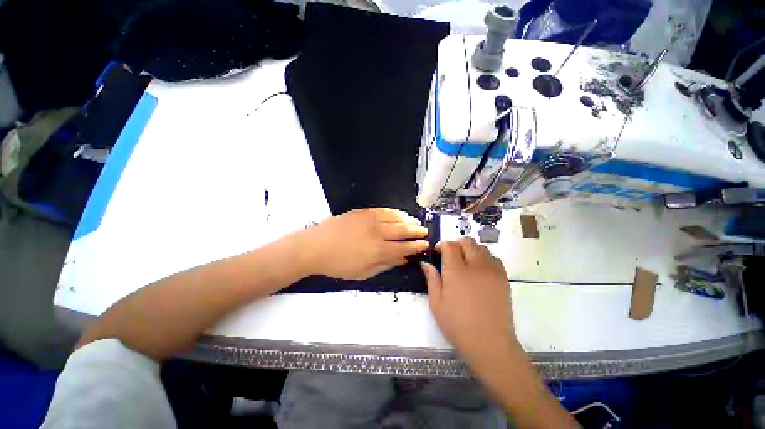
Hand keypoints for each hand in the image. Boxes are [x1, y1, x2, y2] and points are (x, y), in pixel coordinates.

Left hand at [297, 208, 429, 279]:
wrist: (317, 246)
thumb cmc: (338, 264)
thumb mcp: (363, 273)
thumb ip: (385, 265)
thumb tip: (403, 260)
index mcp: (379, 251)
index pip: (405, 247)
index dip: (417, 246)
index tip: (425, 244)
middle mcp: (378, 234)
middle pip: (404, 231)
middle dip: (417, 231)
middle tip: (425, 232)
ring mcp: (371, 220)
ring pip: (396, 218)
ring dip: (409, 220)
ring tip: (416, 222)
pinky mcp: (363, 212)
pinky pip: (384, 210)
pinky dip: (395, 212)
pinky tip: (400, 214)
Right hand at [421, 238, 517, 367]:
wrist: (490, 343)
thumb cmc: (457, 325)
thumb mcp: (437, 304)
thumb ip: (432, 279)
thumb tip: (425, 263)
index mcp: (456, 272)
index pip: (450, 246)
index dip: (442, 245)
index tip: (438, 251)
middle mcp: (475, 266)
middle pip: (467, 242)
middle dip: (456, 244)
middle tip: (451, 254)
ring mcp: (492, 271)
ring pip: (482, 247)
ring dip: (471, 249)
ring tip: (465, 260)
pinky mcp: (503, 278)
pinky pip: (494, 258)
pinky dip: (485, 257)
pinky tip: (480, 269)